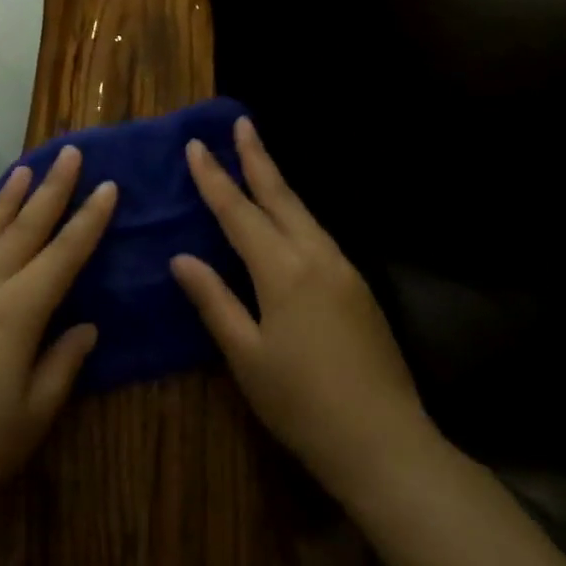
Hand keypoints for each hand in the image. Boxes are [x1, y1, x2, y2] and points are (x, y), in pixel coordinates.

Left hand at [0, 145, 114, 555]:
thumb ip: (61, 365)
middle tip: (70, 152)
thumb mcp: (30, 419)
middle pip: (24, 227)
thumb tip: (84, 327)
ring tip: (26, 168)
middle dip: (52, 188)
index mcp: (17, 312)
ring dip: (10, 198)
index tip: (109, 185)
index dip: (89, 219)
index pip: (64, 253)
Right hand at [171, 117, 440, 507]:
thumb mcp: (247, 356)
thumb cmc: (302, 403)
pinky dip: (296, 212)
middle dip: (257, 158)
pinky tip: (288, 217)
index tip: (196, 146)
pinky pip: (318, 233)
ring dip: (278, 182)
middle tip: (241, 124)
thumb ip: (214, 301)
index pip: (239, 212)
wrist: (384, 442)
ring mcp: (343, 269)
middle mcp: (315, 256)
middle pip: (280, 196)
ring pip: (303, 212)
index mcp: (282, 270)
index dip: (215, 179)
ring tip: (258, 160)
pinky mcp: (358, 287)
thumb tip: (181, 258)